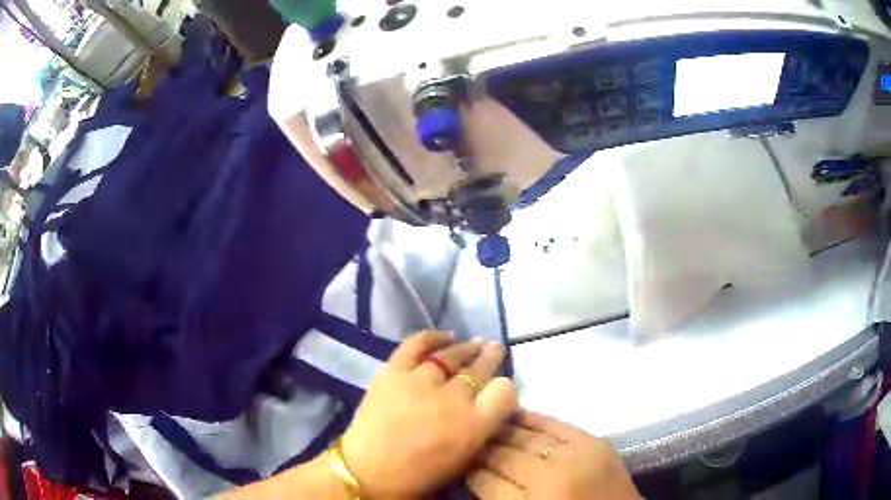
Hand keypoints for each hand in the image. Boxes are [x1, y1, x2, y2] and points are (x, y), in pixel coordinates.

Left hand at [341, 331, 516, 497]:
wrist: (368, 473)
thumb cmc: (419, 476)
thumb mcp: (463, 458)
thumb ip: (480, 427)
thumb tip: (486, 404)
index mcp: (473, 427)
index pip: (505, 392)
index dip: (506, 386)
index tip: (501, 385)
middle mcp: (453, 400)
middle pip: (480, 369)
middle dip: (491, 358)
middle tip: (495, 349)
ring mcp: (421, 382)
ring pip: (451, 355)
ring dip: (466, 348)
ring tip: (474, 343)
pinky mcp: (393, 372)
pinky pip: (416, 345)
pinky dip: (432, 337)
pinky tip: (446, 335)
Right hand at [467, 409, 638, 499]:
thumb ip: (498, 498)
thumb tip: (477, 473)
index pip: (486, 480)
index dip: (469, 469)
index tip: (459, 459)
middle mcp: (551, 478)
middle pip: (505, 455)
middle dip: (482, 448)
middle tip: (467, 439)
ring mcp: (577, 457)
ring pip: (528, 437)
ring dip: (504, 432)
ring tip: (487, 425)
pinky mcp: (597, 443)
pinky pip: (559, 425)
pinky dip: (536, 419)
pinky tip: (518, 414)